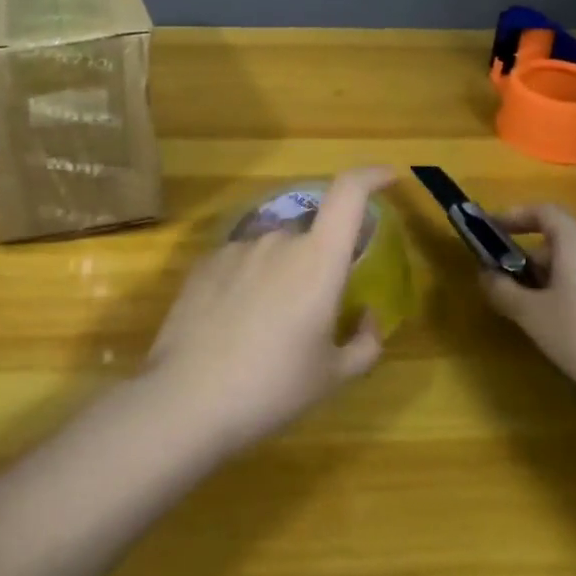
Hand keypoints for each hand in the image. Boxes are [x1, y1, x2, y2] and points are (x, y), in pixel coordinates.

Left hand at [144, 167, 394, 453]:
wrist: (187, 399)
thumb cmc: (272, 388)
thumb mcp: (332, 377)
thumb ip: (364, 343)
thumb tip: (368, 318)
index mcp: (318, 260)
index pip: (348, 194)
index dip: (370, 176)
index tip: (387, 178)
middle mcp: (278, 240)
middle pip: (310, 236)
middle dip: (318, 265)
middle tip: (313, 315)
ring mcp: (236, 247)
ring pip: (273, 252)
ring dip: (281, 276)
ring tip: (268, 330)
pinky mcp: (204, 262)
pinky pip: (240, 262)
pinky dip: (248, 282)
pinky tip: (234, 325)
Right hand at [480, 203, 575, 426]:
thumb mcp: (532, 317)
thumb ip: (503, 290)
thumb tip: (486, 274)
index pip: (545, 211)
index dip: (516, 216)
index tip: (493, 231)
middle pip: (563, 242)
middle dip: (533, 260)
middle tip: (513, 289)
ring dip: (557, 283)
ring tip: (543, 319)